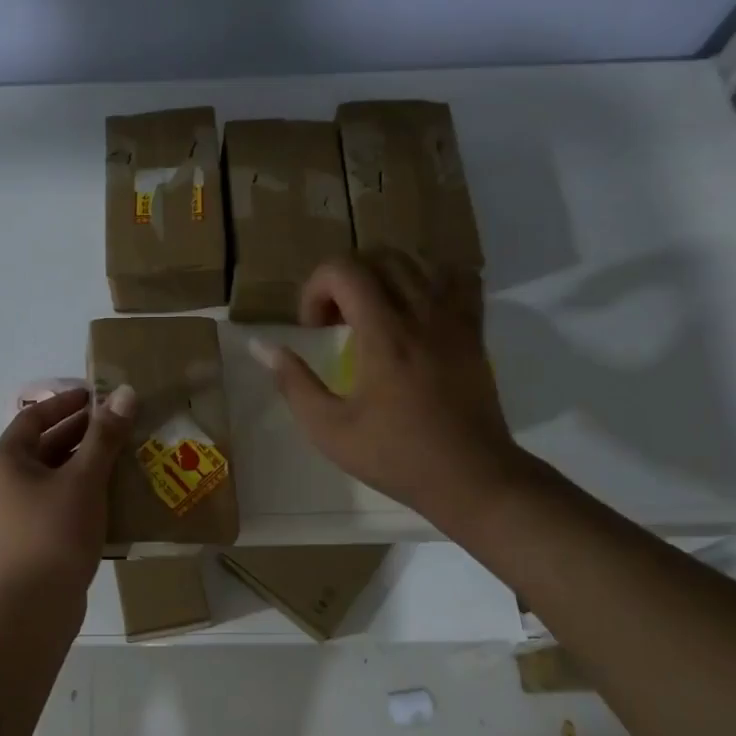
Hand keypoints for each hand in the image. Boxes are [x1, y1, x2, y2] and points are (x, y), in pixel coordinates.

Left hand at [0, 384, 134, 602]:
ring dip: (80, 461)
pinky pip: (51, 499)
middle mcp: (1, 482)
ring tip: (117, 455)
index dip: (65, 403)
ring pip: (49, 474)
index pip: (34, 418)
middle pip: (41, 445)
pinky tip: (106, 493)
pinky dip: (76, 488)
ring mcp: (11, 513)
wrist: (37, 604)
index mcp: (6, 461)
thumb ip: (105, 435)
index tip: (95, 397)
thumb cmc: (57, 530)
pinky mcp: (26, 537)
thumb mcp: (85, 478)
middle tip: (115, 424)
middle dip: (78, 432)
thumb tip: (125, 393)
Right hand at [250, 252, 525, 531]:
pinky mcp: (474, 331)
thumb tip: (261, 346)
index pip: (344, 269)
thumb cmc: (396, 456)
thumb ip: (293, 382)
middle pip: (378, 257)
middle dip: (344, 279)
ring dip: (382, 275)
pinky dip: (429, 279)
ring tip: (371, 311)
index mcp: (384, 335)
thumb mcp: (329, 429)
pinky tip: (414, 307)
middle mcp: (421, 314)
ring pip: (416, 261)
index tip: (314, 328)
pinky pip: (457, 278)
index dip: (316, 288)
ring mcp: (454, 319)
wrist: (471, 478)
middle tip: (335, 321)